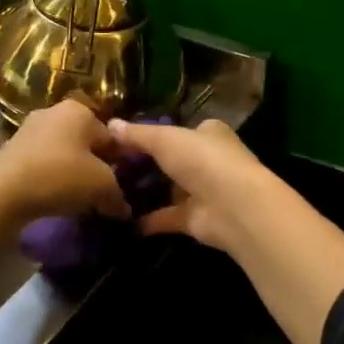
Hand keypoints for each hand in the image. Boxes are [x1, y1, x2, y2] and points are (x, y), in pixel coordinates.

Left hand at [0, 98, 130, 222]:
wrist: (2, 191)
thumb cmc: (60, 176)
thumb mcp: (102, 187)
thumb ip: (118, 195)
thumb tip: (123, 208)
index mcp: (80, 110)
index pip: (112, 137)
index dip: (121, 164)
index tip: (122, 187)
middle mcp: (54, 111)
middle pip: (86, 143)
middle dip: (95, 168)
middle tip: (101, 195)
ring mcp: (30, 128)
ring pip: (64, 153)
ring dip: (73, 174)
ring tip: (78, 200)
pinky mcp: (12, 148)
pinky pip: (43, 162)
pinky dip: (52, 177)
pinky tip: (54, 197)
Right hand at [106, 118, 277, 256]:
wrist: (233, 206)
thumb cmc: (202, 160)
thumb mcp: (164, 139)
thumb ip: (137, 134)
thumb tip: (110, 124)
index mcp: (208, 133)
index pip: (179, 129)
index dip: (153, 132)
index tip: (123, 138)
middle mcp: (208, 160)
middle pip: (172, 160)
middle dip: (146, 163)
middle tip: (110, 166)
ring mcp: (203, 191)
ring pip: (169, 189)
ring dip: (145, 191)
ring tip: (109, 191)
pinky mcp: (196, 219)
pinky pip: (167, 217)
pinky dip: (147, 219)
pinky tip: (121, 219)